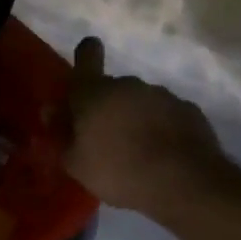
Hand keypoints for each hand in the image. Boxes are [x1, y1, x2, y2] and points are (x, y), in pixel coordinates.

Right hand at [64, 36, 228, 216]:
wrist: (184, 183)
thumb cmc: (118, 171)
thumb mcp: (76, 164)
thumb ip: (61, 134)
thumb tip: (51, 111)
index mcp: (94, 92)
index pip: (87, 56)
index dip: (86, 56)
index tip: (87, 65)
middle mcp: (128, 85)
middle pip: (112, 89)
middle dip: (108, 108)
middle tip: (107, 141)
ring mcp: (162, 95)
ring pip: (140, 102)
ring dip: (136, 119)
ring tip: (138, 154)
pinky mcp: (189, 111)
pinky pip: (167, 116)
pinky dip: (162, 129)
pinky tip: (163, 156)